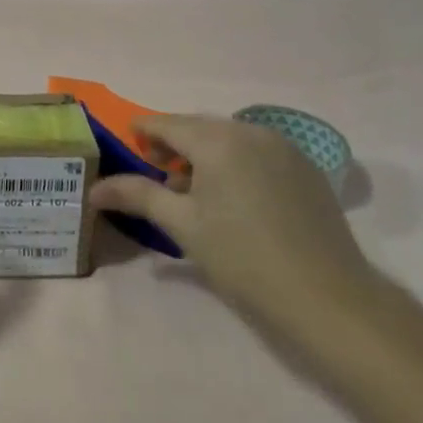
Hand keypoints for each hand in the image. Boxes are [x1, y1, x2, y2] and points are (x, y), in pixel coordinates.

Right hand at [91, 115, 381, 352]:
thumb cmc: (243, 259)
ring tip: (193, 189)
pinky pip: (258, 152)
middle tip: (155, 171)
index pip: (168, 124)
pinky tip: (234, 196)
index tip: (127, 141)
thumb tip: (94, 188)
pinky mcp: (307, 168)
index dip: (144, 131)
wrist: (328, 298)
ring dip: (206, 154)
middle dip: (174, 144)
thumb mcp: (182, 226)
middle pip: (200, 127)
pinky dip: (237, 162)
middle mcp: (251, 131)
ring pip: (230, 139)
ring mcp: (285, 147)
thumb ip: (138, 196)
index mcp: (217, 140)